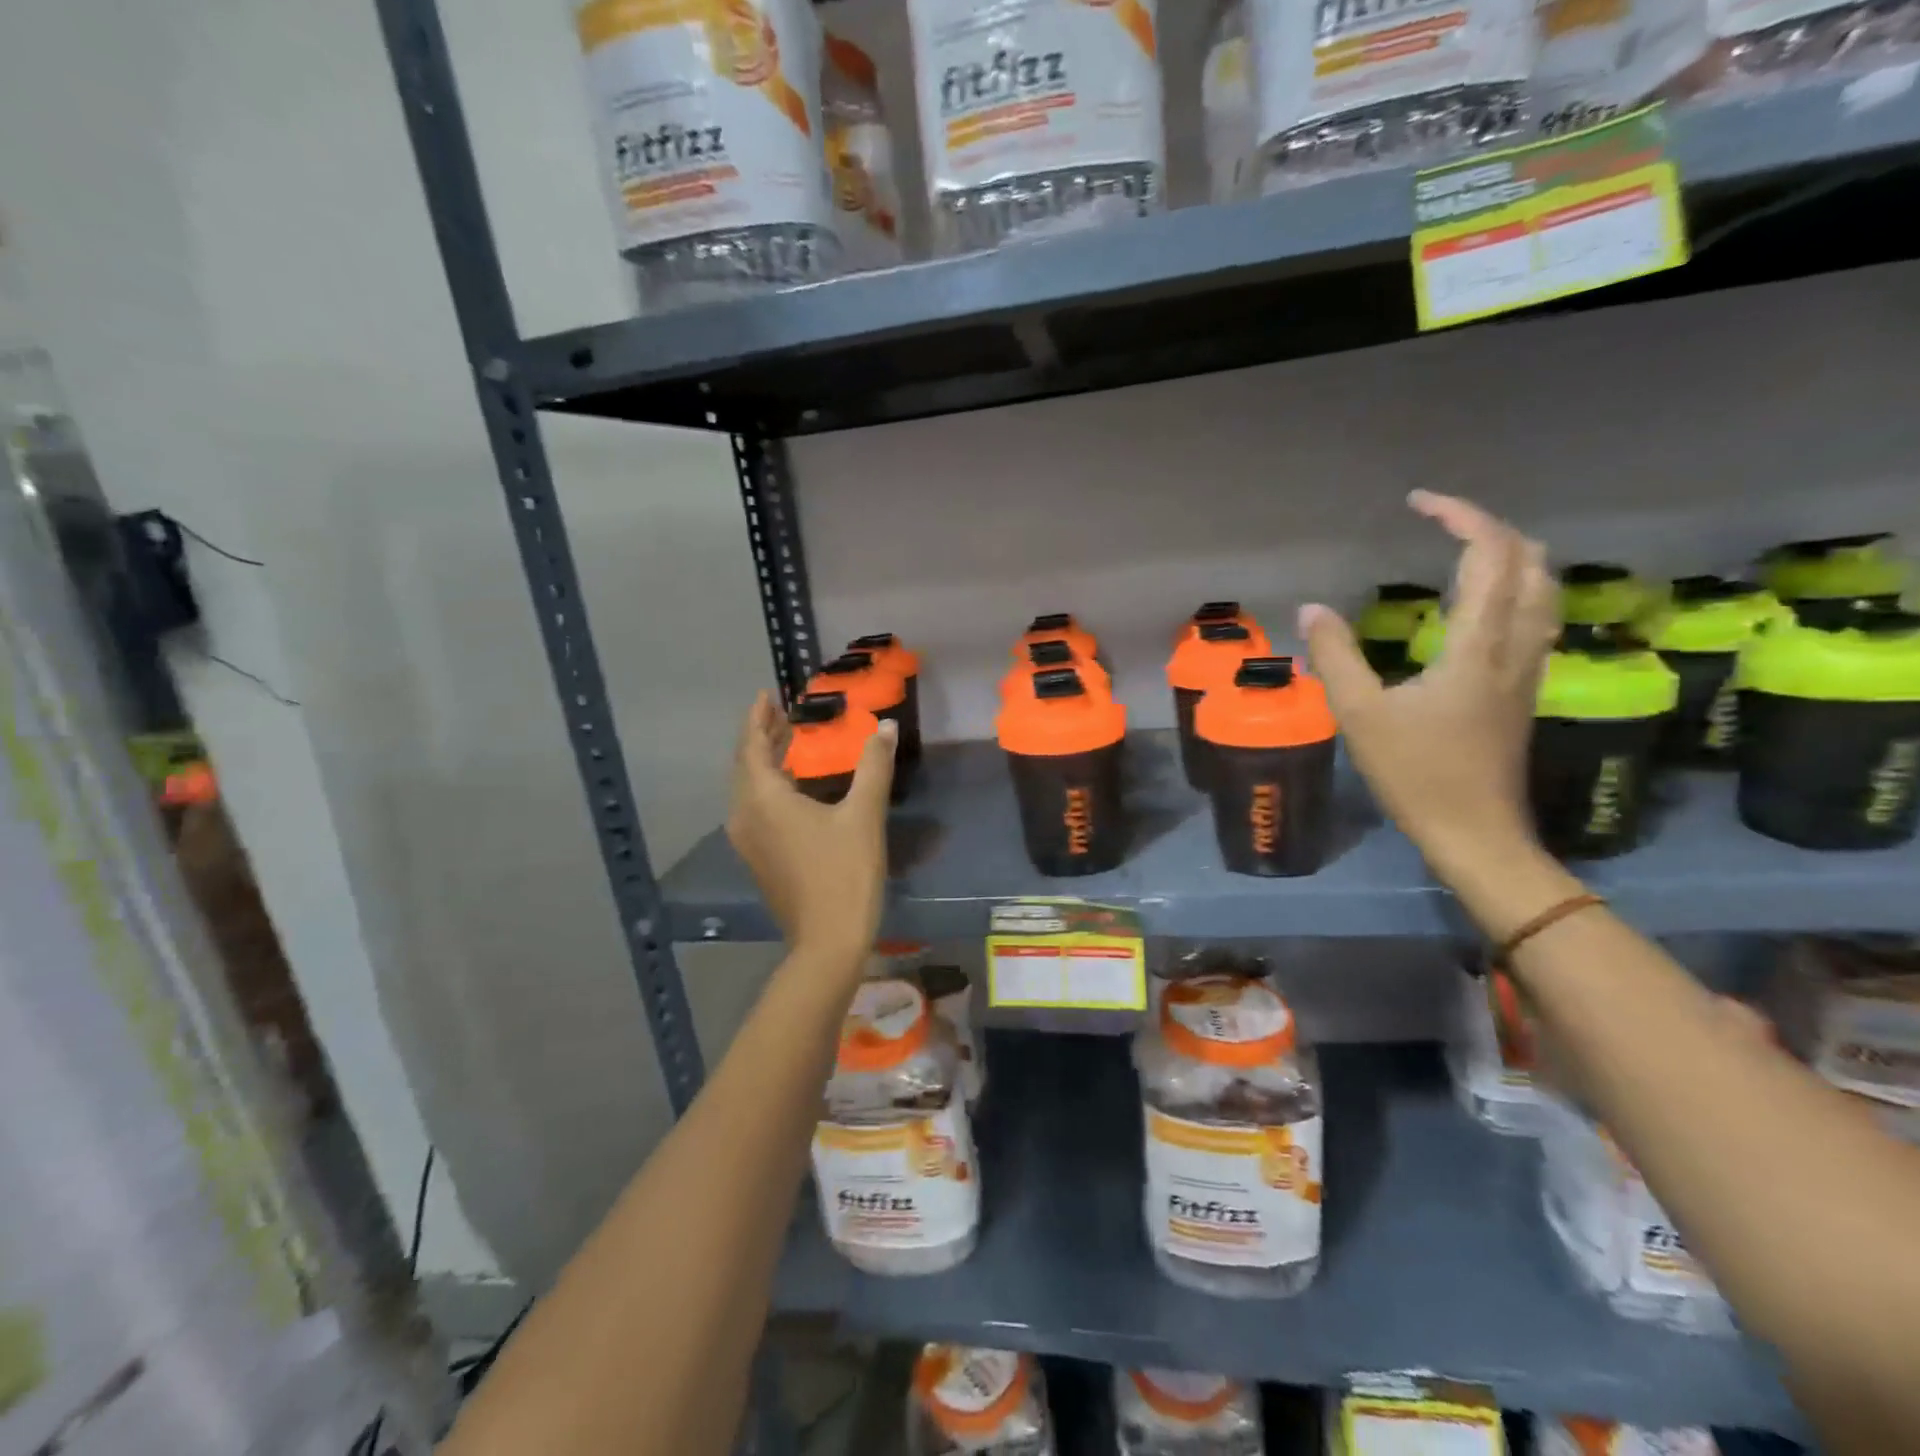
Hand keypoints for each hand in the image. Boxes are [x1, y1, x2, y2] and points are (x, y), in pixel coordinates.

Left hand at [726, 692, 894, 966]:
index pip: (752, 745)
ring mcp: (748, 841)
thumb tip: (886, 726)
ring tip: (787, 743)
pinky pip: (754, 809)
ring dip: (764, 762)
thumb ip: (874, 765)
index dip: (758, 718)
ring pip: (748, 789)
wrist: (827, 942)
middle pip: (745, 765)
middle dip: (761, 737)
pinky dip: (767, 787)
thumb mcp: (864, 815)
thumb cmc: (845, 874)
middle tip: (781, 714)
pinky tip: (791, 787)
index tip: (767, 695)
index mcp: (763, 799)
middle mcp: (745, 816)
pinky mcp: (758, 858)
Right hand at [1299, 490, 1558, 874]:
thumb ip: (1336, 657)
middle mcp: (1516, 645)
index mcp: (1479, 645)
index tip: (1418, 503)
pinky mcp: (1524, 688)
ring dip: (1510, 555)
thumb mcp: (1361, 715)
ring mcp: (1528, 668)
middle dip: (1490, 528)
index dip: (1460, 516)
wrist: (1475, 831)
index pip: (1490, 554)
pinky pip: (1534, 616)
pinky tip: (1479, 604)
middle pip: (1531, 561)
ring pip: (1542, 589)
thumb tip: (1313, 609)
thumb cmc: (1416, 774)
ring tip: (1462, 550)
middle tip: (1440, 522)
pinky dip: (1512, 587)